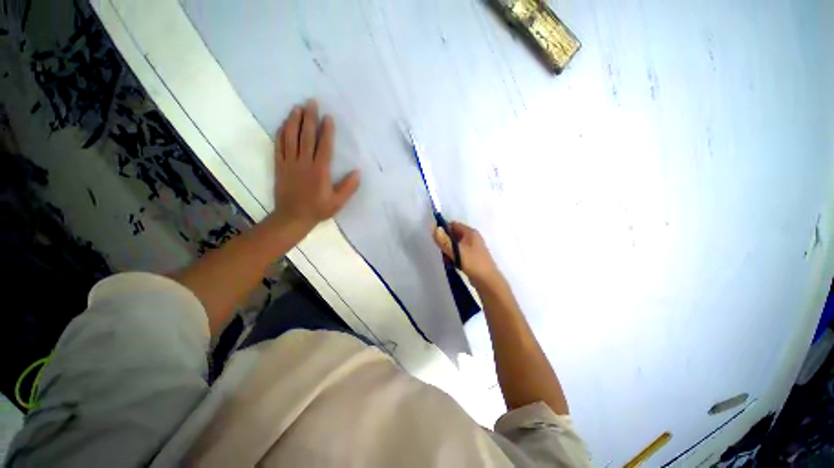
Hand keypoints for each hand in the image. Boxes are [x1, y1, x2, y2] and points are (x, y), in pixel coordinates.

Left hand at [273, 100, 359, 232]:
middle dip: (309, 118)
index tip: (328, 117)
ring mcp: (289, 163)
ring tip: (296, 108)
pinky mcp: (279, 166)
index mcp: (320, 171)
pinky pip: (278, 146)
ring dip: (293, 121)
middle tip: (311, 102)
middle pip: (306, 137)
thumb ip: (348, 187)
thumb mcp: (338, 202)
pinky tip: (283, 124)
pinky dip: (280, 134)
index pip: (324, 146)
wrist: (292, 217)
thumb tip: (358, 172)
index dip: (326, 131)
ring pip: (290, 138)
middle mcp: (304, 163)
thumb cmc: (318, 209)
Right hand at [433, 221, 501, 286]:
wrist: (487, 281)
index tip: (437, 240)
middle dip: (445, 243)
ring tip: (448, 260)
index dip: (443, 230)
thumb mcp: (456, 251)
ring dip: (449, 251)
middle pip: (453, 235)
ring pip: (455, 245)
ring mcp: (472, 247)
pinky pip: (459, 253)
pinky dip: (454, 257)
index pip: (453, 225)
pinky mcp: (471, 257)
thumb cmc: (473, 263)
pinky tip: (453, 265)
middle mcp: (472, 237)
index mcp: (470, 232)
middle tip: (443, 252)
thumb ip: (444, 240)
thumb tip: (433, 227)